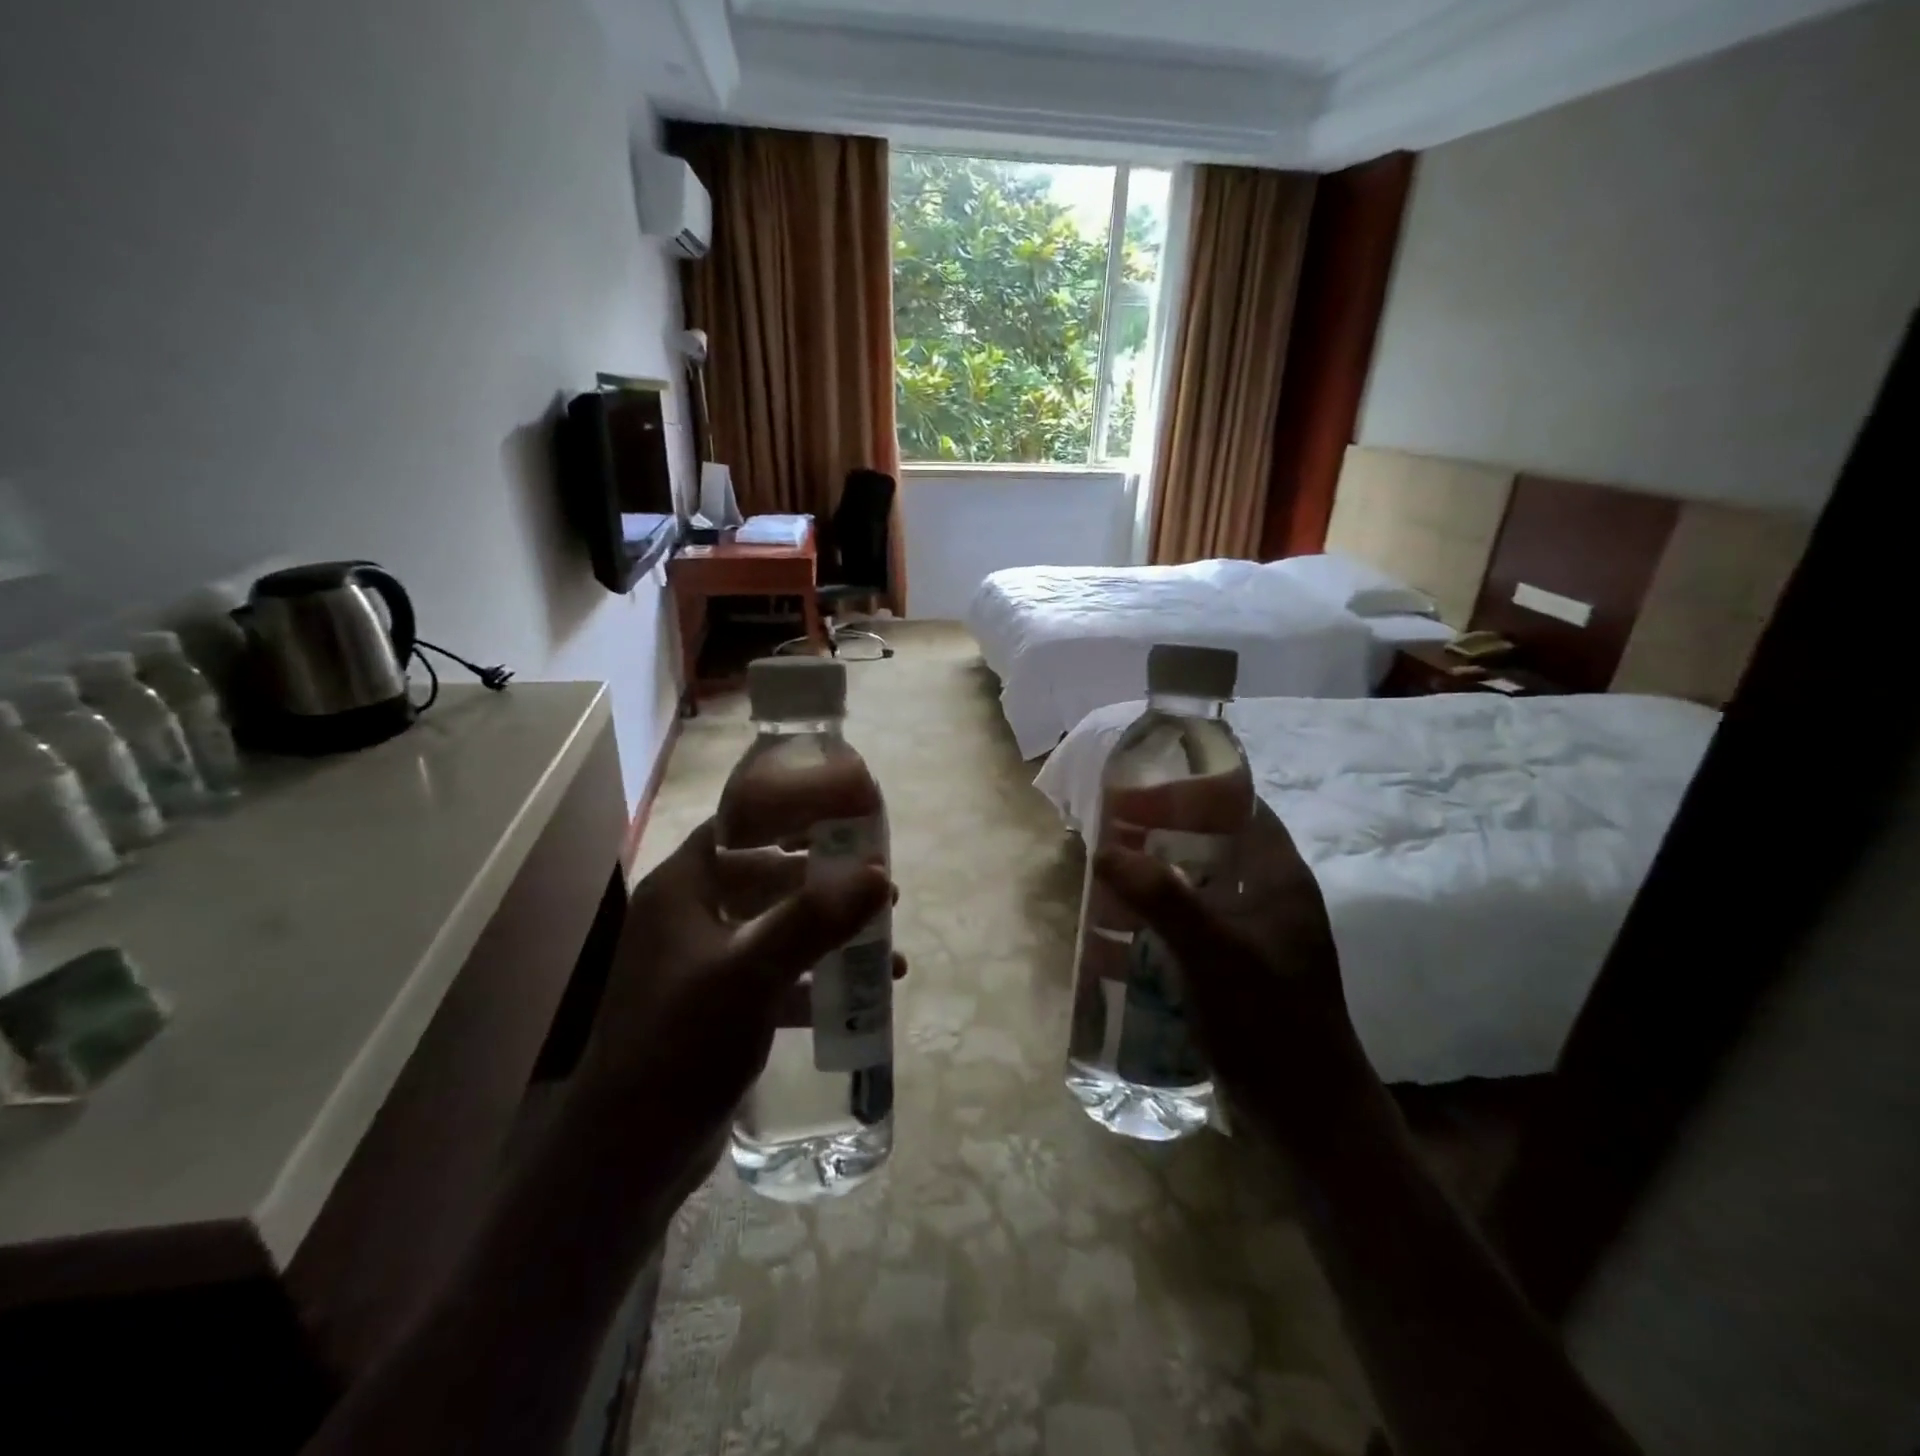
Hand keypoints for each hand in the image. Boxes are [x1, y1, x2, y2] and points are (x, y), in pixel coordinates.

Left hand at [581, 820, 893, 1144]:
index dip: (790, 812)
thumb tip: (879, 873)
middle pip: (766, 875)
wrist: (629, 1155)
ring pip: (777, 926)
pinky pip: (777, 974)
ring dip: (829, 930)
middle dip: (825, 881)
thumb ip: (815, 919)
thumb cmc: (681, 1044)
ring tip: (885, 938)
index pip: (738, 825)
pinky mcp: (720, 1005)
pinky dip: (816, 978)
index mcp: (682, 889)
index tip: (847, 815)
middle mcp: (689, 916)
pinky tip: (862, 995)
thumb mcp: (751, 974)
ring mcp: (704, 963)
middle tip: (879, 886)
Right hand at [1093, 799, 1359, 1145]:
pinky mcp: (1246, 967)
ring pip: (1205, 886)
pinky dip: (1169, 916)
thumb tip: (1105, 850)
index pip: (1242, 808)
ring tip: (1114, 877)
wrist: (1308, 1113)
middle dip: (1167, 837)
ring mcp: (1261, 934)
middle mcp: (1273, 897)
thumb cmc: (1268, 1020)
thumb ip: (1161, 897)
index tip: (1144, 789)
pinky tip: (1132, 929)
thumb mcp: (1211, 952)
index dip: (1196, 791)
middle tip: (1115, 836)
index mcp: (1280, 878)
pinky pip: (1201, 923)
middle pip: (1216, 846)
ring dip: (1163, 879)